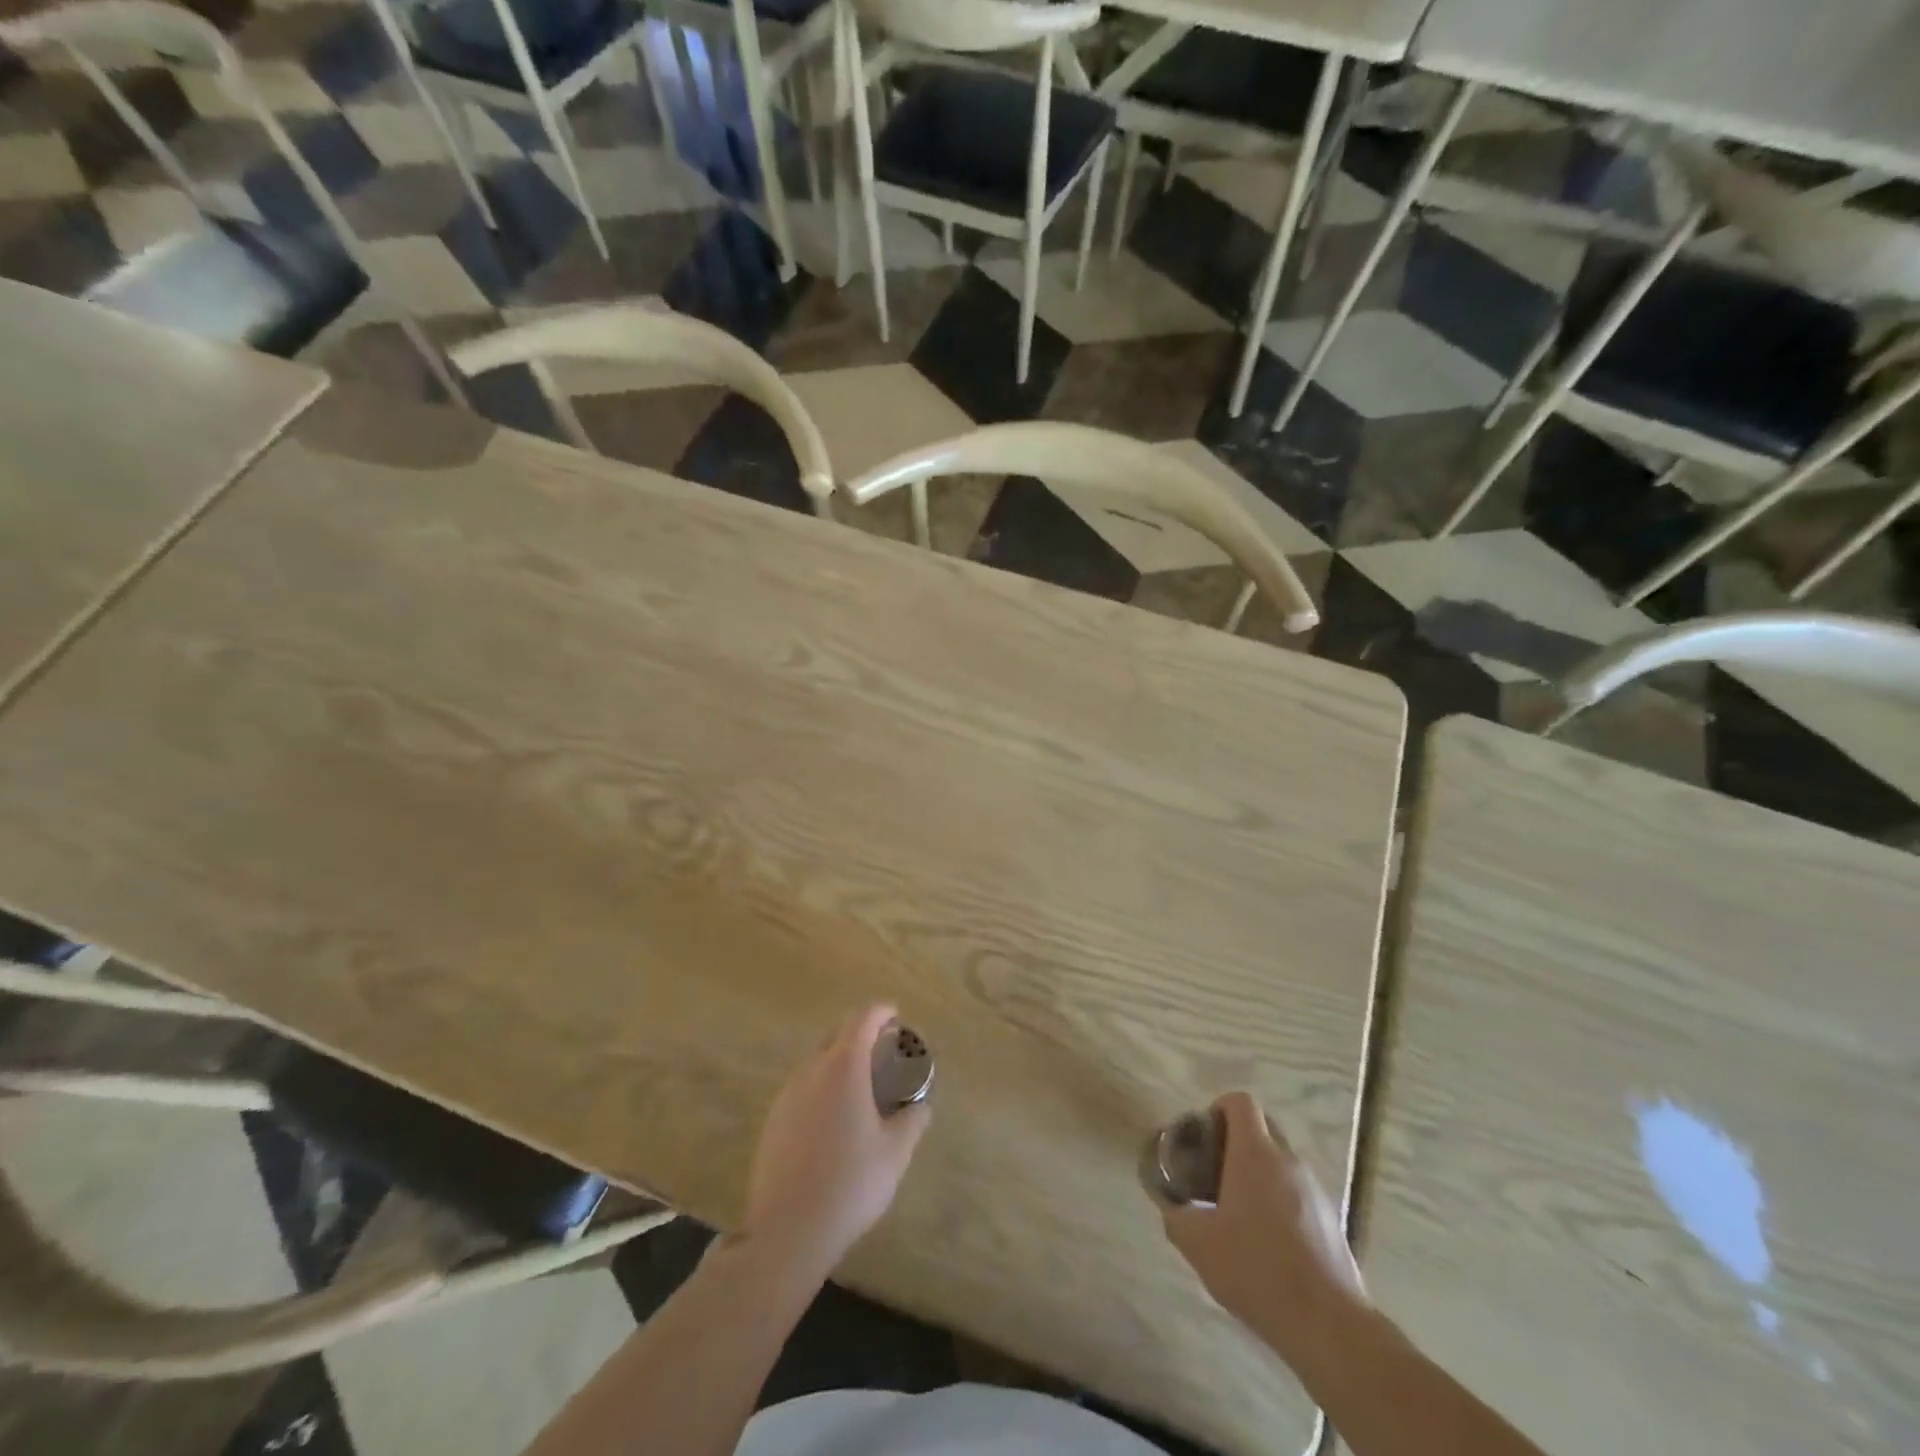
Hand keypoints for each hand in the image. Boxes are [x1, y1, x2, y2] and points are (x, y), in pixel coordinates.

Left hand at [740, 1003, 930, 1282]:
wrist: (787, 1231)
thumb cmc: (850, 1184)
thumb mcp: (895, 1153)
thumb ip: (912, 1121)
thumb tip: (921, 1105)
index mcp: (843, 1068)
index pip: (862, 1021)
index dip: (880, 1012)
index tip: (895, 1015)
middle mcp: (811, 1071)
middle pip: (835, 1035)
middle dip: (858, 1033)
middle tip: (881, 1049)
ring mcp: (786, 1095)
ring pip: (815, 1061)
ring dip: (838, 1060)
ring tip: (859, 1083)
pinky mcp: (772, 1121)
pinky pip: (801, 1087)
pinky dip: (821, 1085)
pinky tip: (833, 1116)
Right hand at [1160, 1092, 1367, 1360]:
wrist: (1328, 1326)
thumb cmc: (1256, 1269)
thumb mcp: (1197, 1244)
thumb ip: (1176, 1216)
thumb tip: (1173, 1208)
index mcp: (1255, 1153)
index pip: (1240, 1102)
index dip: (1218, 1109)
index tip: (1204, 1139)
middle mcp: (1289, 1161)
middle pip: (1263, 1127)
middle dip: (1237, 1141)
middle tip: (1215, 1174)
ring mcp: (1316, 1191)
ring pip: (1281, 1163)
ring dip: (1259, 1174)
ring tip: (1240, 1215)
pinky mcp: (1332, 1221)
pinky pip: (1299, 1194)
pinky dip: (1280, 1203)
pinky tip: (1268, 1245)